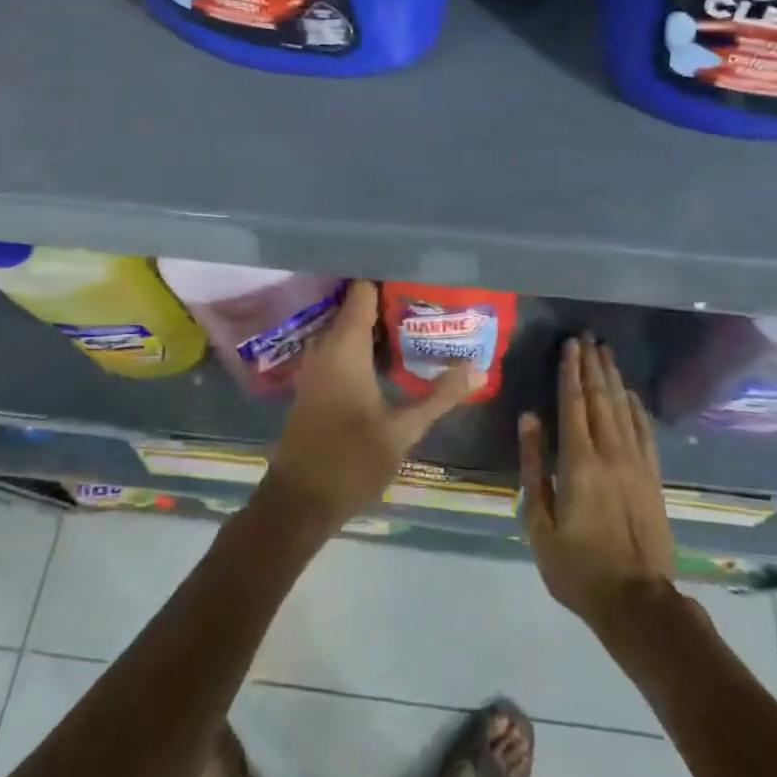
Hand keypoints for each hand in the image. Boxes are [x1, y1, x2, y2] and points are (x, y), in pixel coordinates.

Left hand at [259, 280, 476, 533]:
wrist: (299, 501)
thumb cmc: (350, 461)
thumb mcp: (403, 430)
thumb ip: (440, 396)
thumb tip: (478, 368)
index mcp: (344, 347)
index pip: (361, 291)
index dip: (387, 278)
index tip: (418, 275)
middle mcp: (325, 347)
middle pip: (355, 307)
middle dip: (389, 301)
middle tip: (429, 299)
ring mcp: (315, 366)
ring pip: (347, 329)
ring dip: (377, 325)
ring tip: (417, 321)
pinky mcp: (314, 384)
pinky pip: (339, 348)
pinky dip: (363, 345)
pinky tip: (390, 356)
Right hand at [519, 337, 676, 631]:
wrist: (637, 602)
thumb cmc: (577, 567)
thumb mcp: (540, 523)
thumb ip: (534, 468)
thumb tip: (529, 420)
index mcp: (580, 463)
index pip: (574, 405)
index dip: (571, 372)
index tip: (569, 345)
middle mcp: (611, 454)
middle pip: (601, 399)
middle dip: (592, 366)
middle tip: (588, 337)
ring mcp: (637, 465)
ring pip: (624, 410)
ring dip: (614, 379)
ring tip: (607, 353)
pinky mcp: (653, 479)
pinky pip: (645, 433)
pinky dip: (637, 409)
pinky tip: (632, 395)